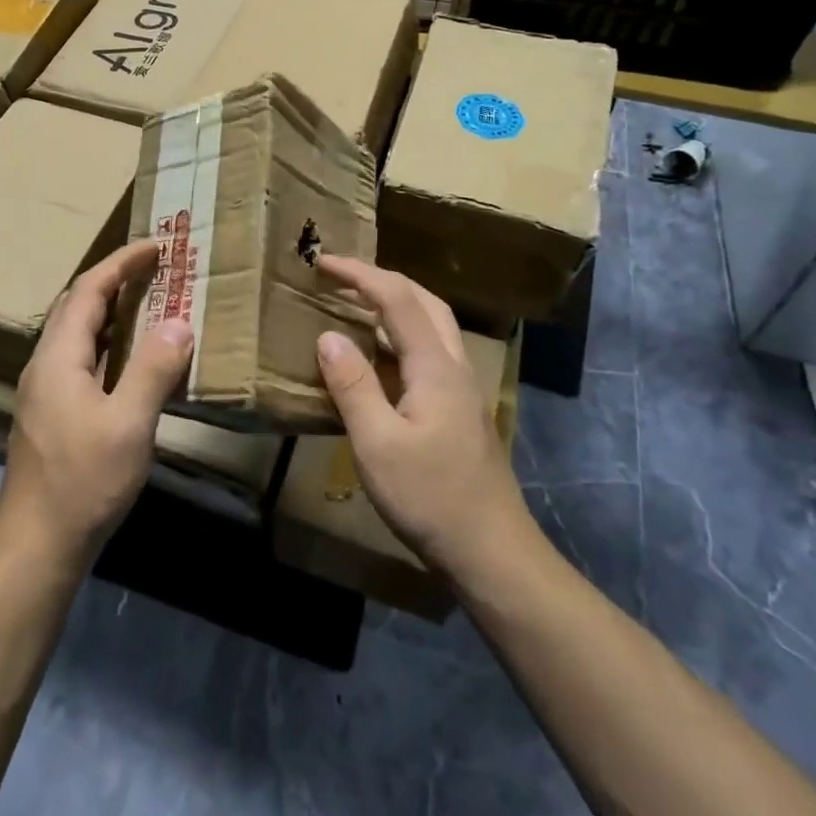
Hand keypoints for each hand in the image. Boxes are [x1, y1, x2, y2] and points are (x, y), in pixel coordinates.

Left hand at [0, 240, 194, 571]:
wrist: (36, 546)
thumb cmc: (83, 481)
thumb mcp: (128, 424)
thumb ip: (153, 369)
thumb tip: (180, 323)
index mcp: (59, 356)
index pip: (89, 290)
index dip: (122, 262)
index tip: (158, 247)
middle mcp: (46, 364)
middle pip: (78, 305)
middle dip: (115, 279)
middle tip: (157, 270)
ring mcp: (45, 391)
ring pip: (78, 333)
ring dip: (111, 311)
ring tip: (149, 303)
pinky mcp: (52, 414)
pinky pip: (82, 359)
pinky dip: (109, 343)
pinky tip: (131, 359)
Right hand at [314, 255, 540, 583]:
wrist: (492, 553)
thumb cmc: (431, 497)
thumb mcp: (378, 444)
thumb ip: (352, 386)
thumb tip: (327, 336)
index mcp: (435, 366)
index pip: (396, 298)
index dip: (359, 274)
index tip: (322, 262)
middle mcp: (453, 366)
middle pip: (423, 301)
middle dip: (381, 279)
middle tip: (340, 276)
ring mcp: (461, 389)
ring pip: (431, 325)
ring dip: (395, 303)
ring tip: (356, 304)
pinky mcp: (459, 410)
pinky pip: (429, 350)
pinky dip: (401, 334)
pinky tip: (379, 357)